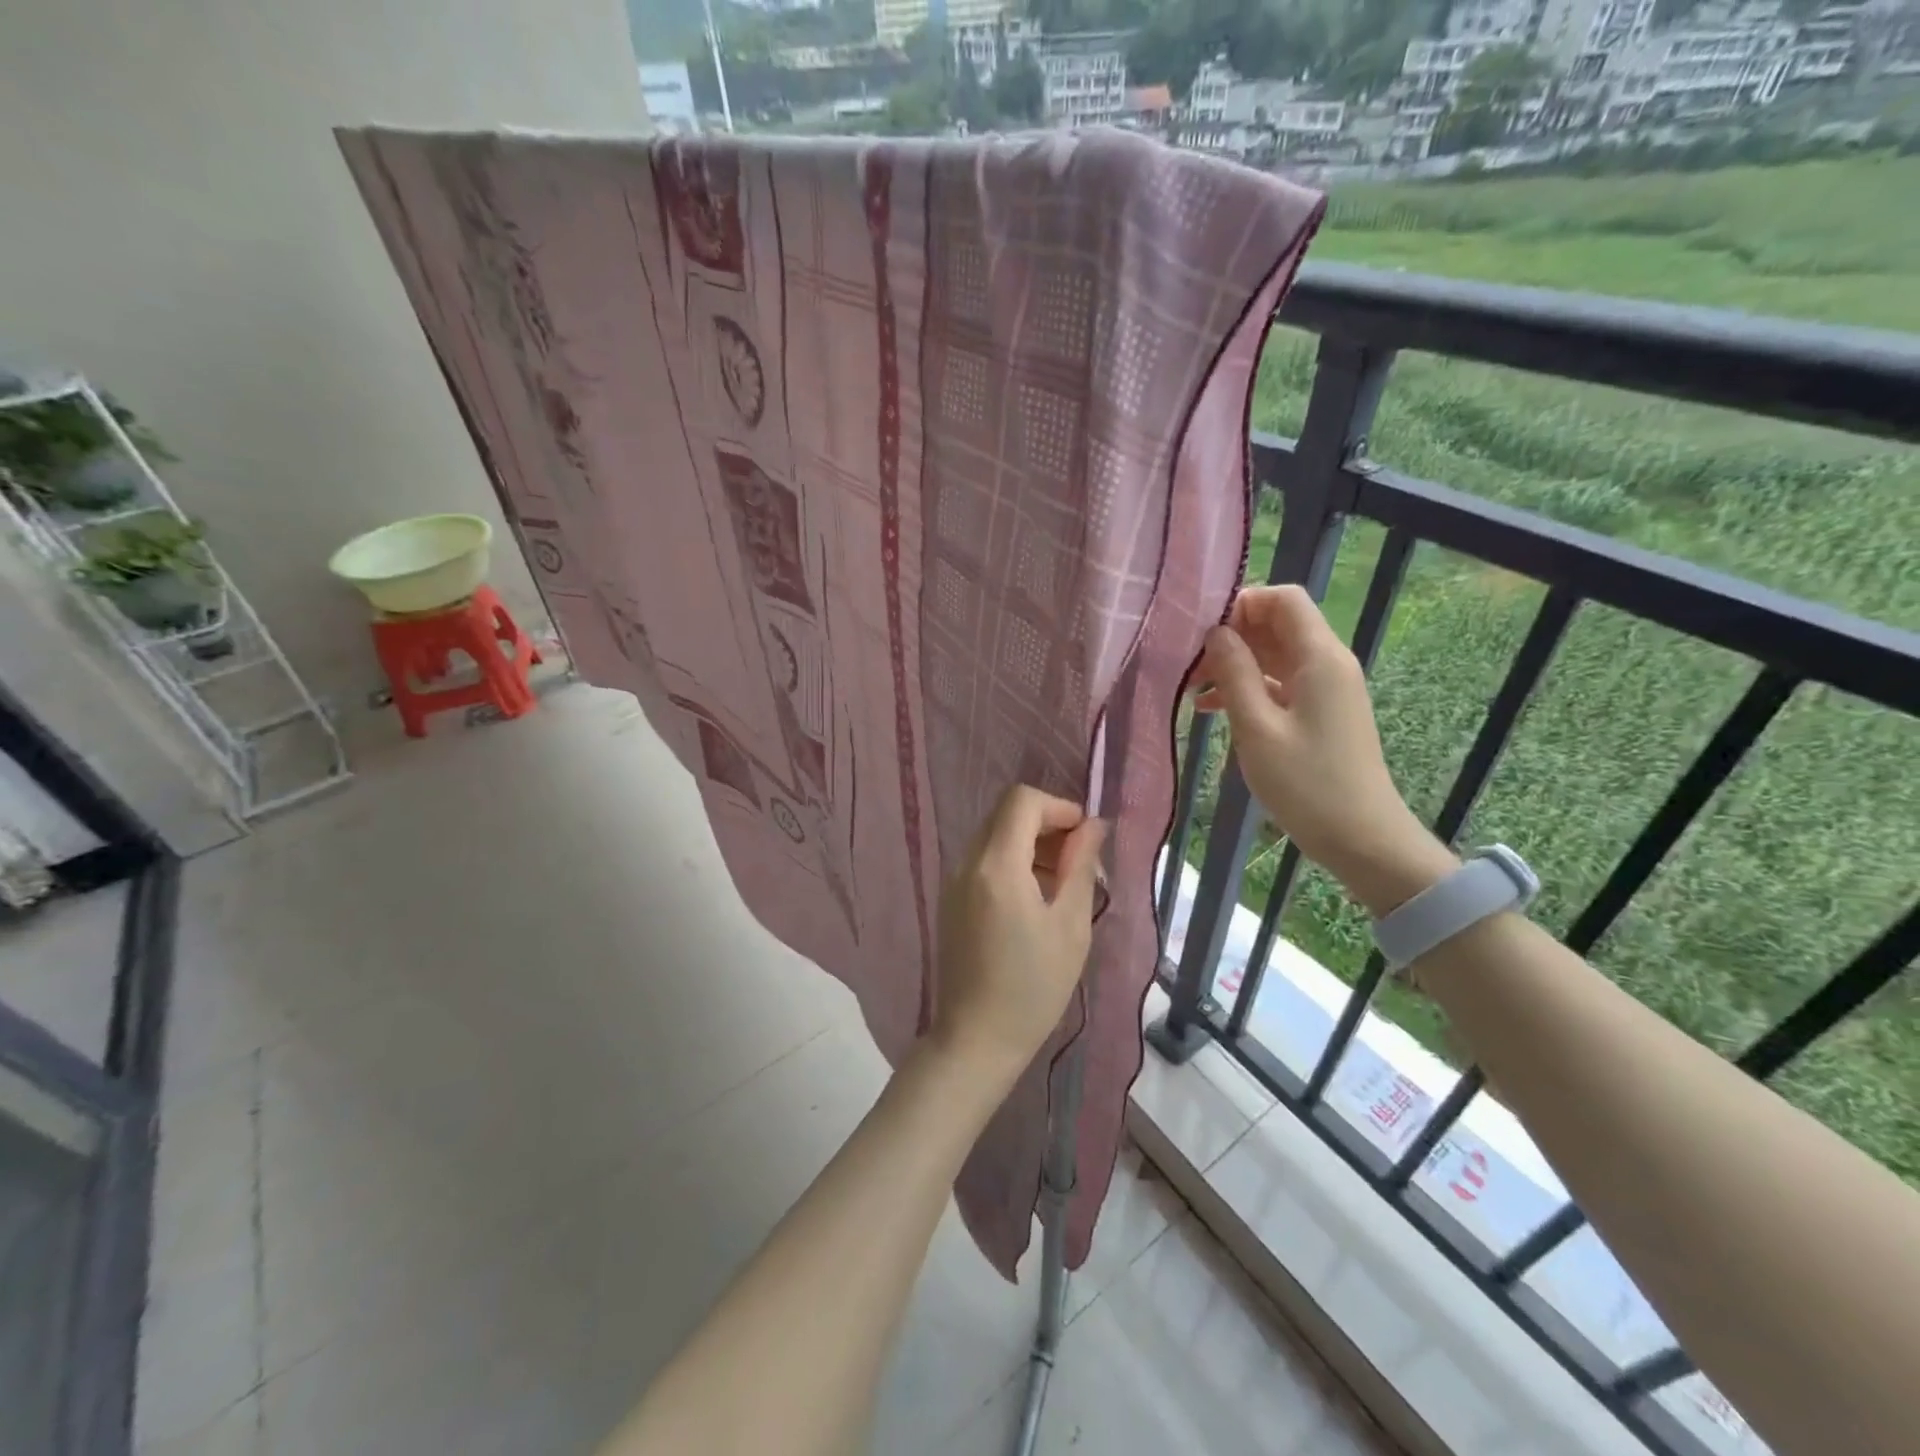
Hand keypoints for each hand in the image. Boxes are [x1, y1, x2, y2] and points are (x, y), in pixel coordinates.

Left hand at [932, 785, 1106, 1077]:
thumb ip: (1080, 868)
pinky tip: (1035, 899)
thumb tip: (1092, 828)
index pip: (1022, 801)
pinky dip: (1012, 861)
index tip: (1085, 838)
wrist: (976, 1038)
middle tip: (1079, 861)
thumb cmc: (1033, 988)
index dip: (1059, 807)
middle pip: (1006, 813)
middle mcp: (968, 863)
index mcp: (997, 866)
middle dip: (1047, 824)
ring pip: (994, 834)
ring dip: (1030, 843)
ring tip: (1063, 883)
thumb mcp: (1070, 927)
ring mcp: (954, 880)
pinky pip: (984, 859)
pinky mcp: (951, 898)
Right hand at [1195, 586, 1455, 915]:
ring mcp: (1325, 689)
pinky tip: (1212, 710)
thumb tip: (1215, 632)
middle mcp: (1327, 663)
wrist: (1361, 838)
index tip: (1201, 630)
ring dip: (1234, 665)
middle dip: (1231, 636)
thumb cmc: (1306, 783)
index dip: (1242, 603)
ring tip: (1192, 689)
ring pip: (1274, 655)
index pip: (1283, 599)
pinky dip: (1247, 688)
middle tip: (1188, 664)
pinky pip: (1279, 684)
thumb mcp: (1257, 727)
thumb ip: (1234, 673)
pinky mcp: (1319, 712)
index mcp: (1319, 657)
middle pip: (1277, 625)